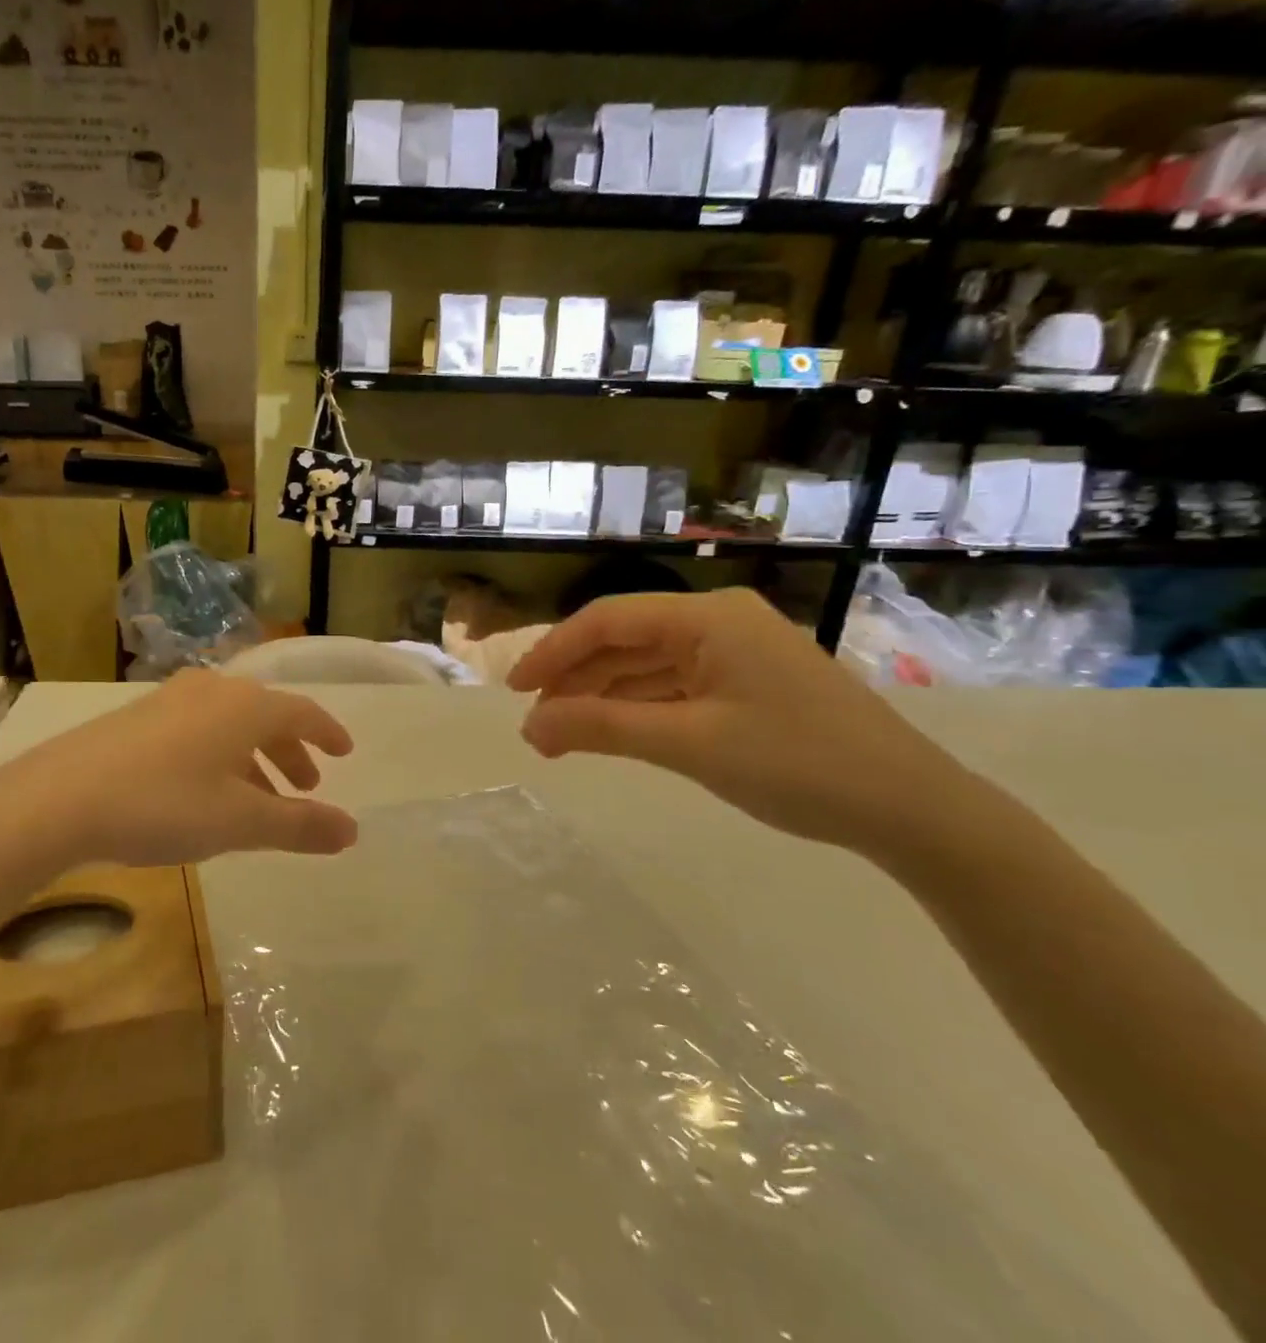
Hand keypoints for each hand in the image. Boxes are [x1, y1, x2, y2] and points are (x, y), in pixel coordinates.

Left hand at [0, 669, 358, 875]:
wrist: (61, 797)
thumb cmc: (164, 805)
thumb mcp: (240, 822)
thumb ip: (299, 826)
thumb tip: (352, 830)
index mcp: (246, 706)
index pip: (303, 712)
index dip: (327, 733)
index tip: (344, 752)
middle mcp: (213, 690)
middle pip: (266, 716)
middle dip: (290, 752)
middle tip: (304, 786)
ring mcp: (171, 699)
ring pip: (230, 724)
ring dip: (253, 758)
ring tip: (258, 798)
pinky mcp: (138, 716)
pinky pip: (198, 729)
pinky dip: (218, 755)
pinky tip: (205, 790)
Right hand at [507, 589, 990, 860]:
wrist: (914, 811)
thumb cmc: (797, 765)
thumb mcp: (688, 744)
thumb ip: (601, 728)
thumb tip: (529, 728)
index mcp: (708, 618)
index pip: (607, 620)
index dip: (552, 651)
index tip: (513, 691)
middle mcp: (720, 622)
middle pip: (624, 641)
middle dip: (575, 680)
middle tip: (536, 726)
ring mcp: (737, 652)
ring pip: (646, 666)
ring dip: (602, 697)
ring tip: (562, 737)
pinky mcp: (749, 683)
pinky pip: (675, 686)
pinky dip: (638, 709)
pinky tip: (612, 733)